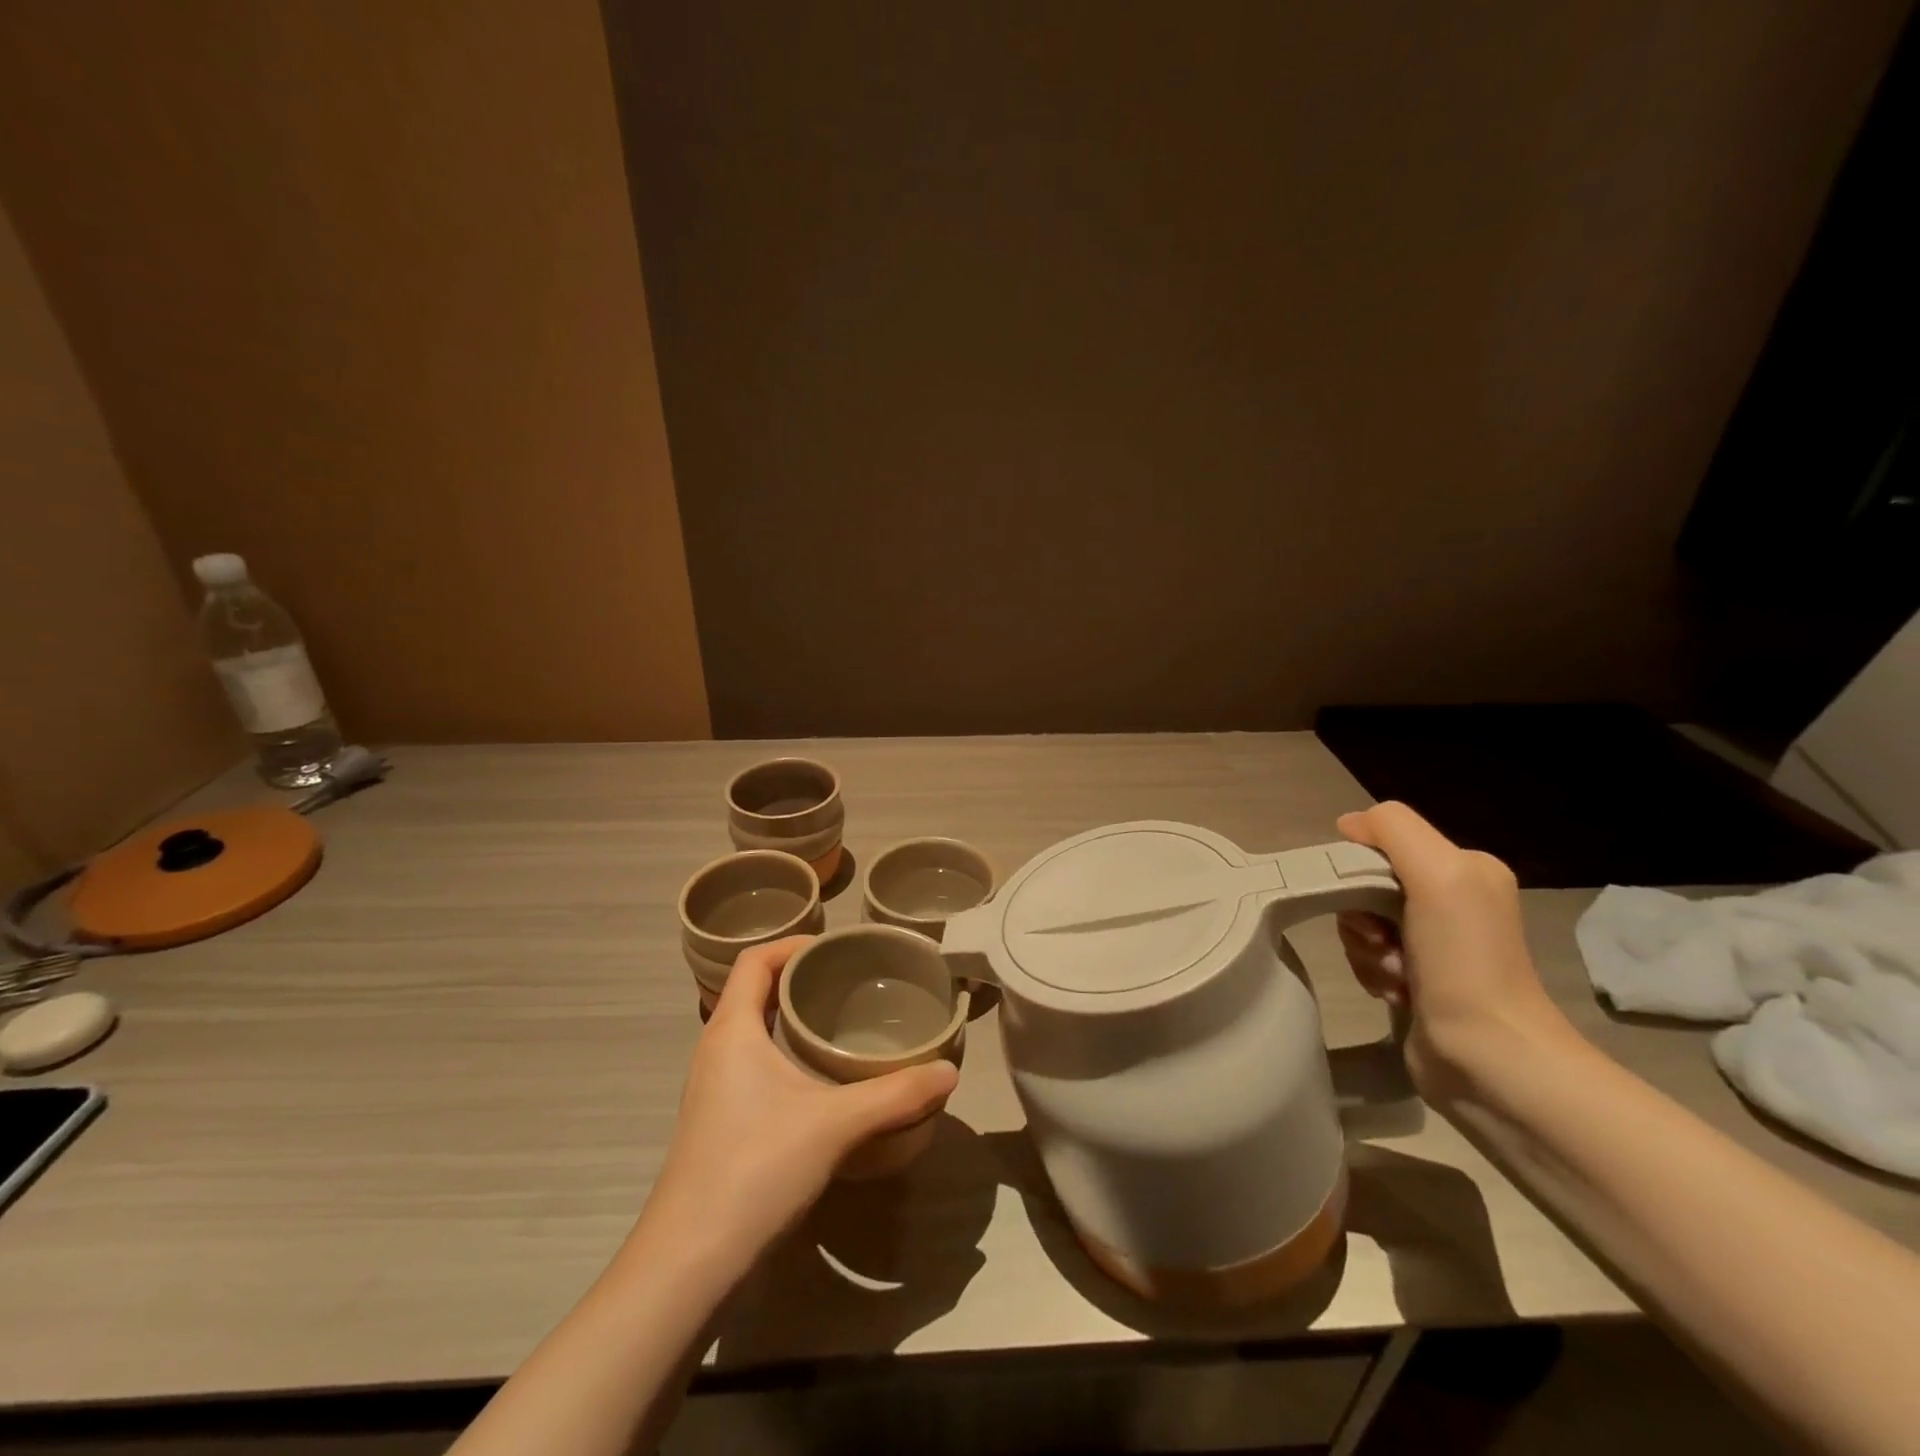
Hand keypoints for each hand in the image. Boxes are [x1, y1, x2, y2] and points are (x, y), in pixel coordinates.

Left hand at [640, 937, 958, 1275]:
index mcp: (732, 1030)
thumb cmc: (756, 1168)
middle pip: (754, 990)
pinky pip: (752, 1063)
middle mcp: (715, 1049)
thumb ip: (896, 1095)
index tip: (838, 948)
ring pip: (752, 1030)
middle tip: (851, 982)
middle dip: (800, 978)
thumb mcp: (835, 1124)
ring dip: (790, 1017)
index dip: (794, 943)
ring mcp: (712, 1088)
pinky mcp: (717, 1122)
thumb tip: (949, 1071)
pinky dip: (783, 1052)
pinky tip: (819, 1079)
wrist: (688, 1264)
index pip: (755, 959)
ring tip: (841, 1023)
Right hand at [1335, 801, 1572, 1093]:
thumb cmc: (1464, 961)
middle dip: (1360, 915)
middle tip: (1381, 942)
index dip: (1361, 868)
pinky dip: (1371, 972)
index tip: (1366, 901)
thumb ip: (1393, 830)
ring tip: (1394, 975)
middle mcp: (1452, 901)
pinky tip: (1394, 993)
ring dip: (1364, 949)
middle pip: (1366, 885)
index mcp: (1465, 869)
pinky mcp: (1416, 981)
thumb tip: (1347, 825)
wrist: (1488, 1058)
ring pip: (1361, 923)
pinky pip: (1367, 957)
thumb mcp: (1438, 873)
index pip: (1383, 845)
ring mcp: (1434, 944)